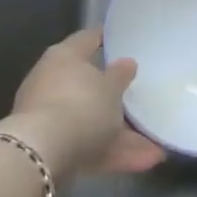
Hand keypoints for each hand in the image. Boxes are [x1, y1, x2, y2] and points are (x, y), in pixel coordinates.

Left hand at [0, 29, 164, 176]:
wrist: (41, 157)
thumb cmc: (81, 106)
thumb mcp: (112, 87)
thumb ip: (121, 75)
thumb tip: (126, 63)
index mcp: (64, 58)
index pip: (87, 39)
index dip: (106, 38)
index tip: (125, 40)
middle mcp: (51, 83)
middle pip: (88, 85)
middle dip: (115, 95)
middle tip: (140, 95)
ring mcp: (49, 118)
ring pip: (91, 121)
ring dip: (122, 133)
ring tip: (156, 142)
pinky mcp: (51, 149)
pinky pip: (89, 146)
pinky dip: (113, 152)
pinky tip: (145, 159)